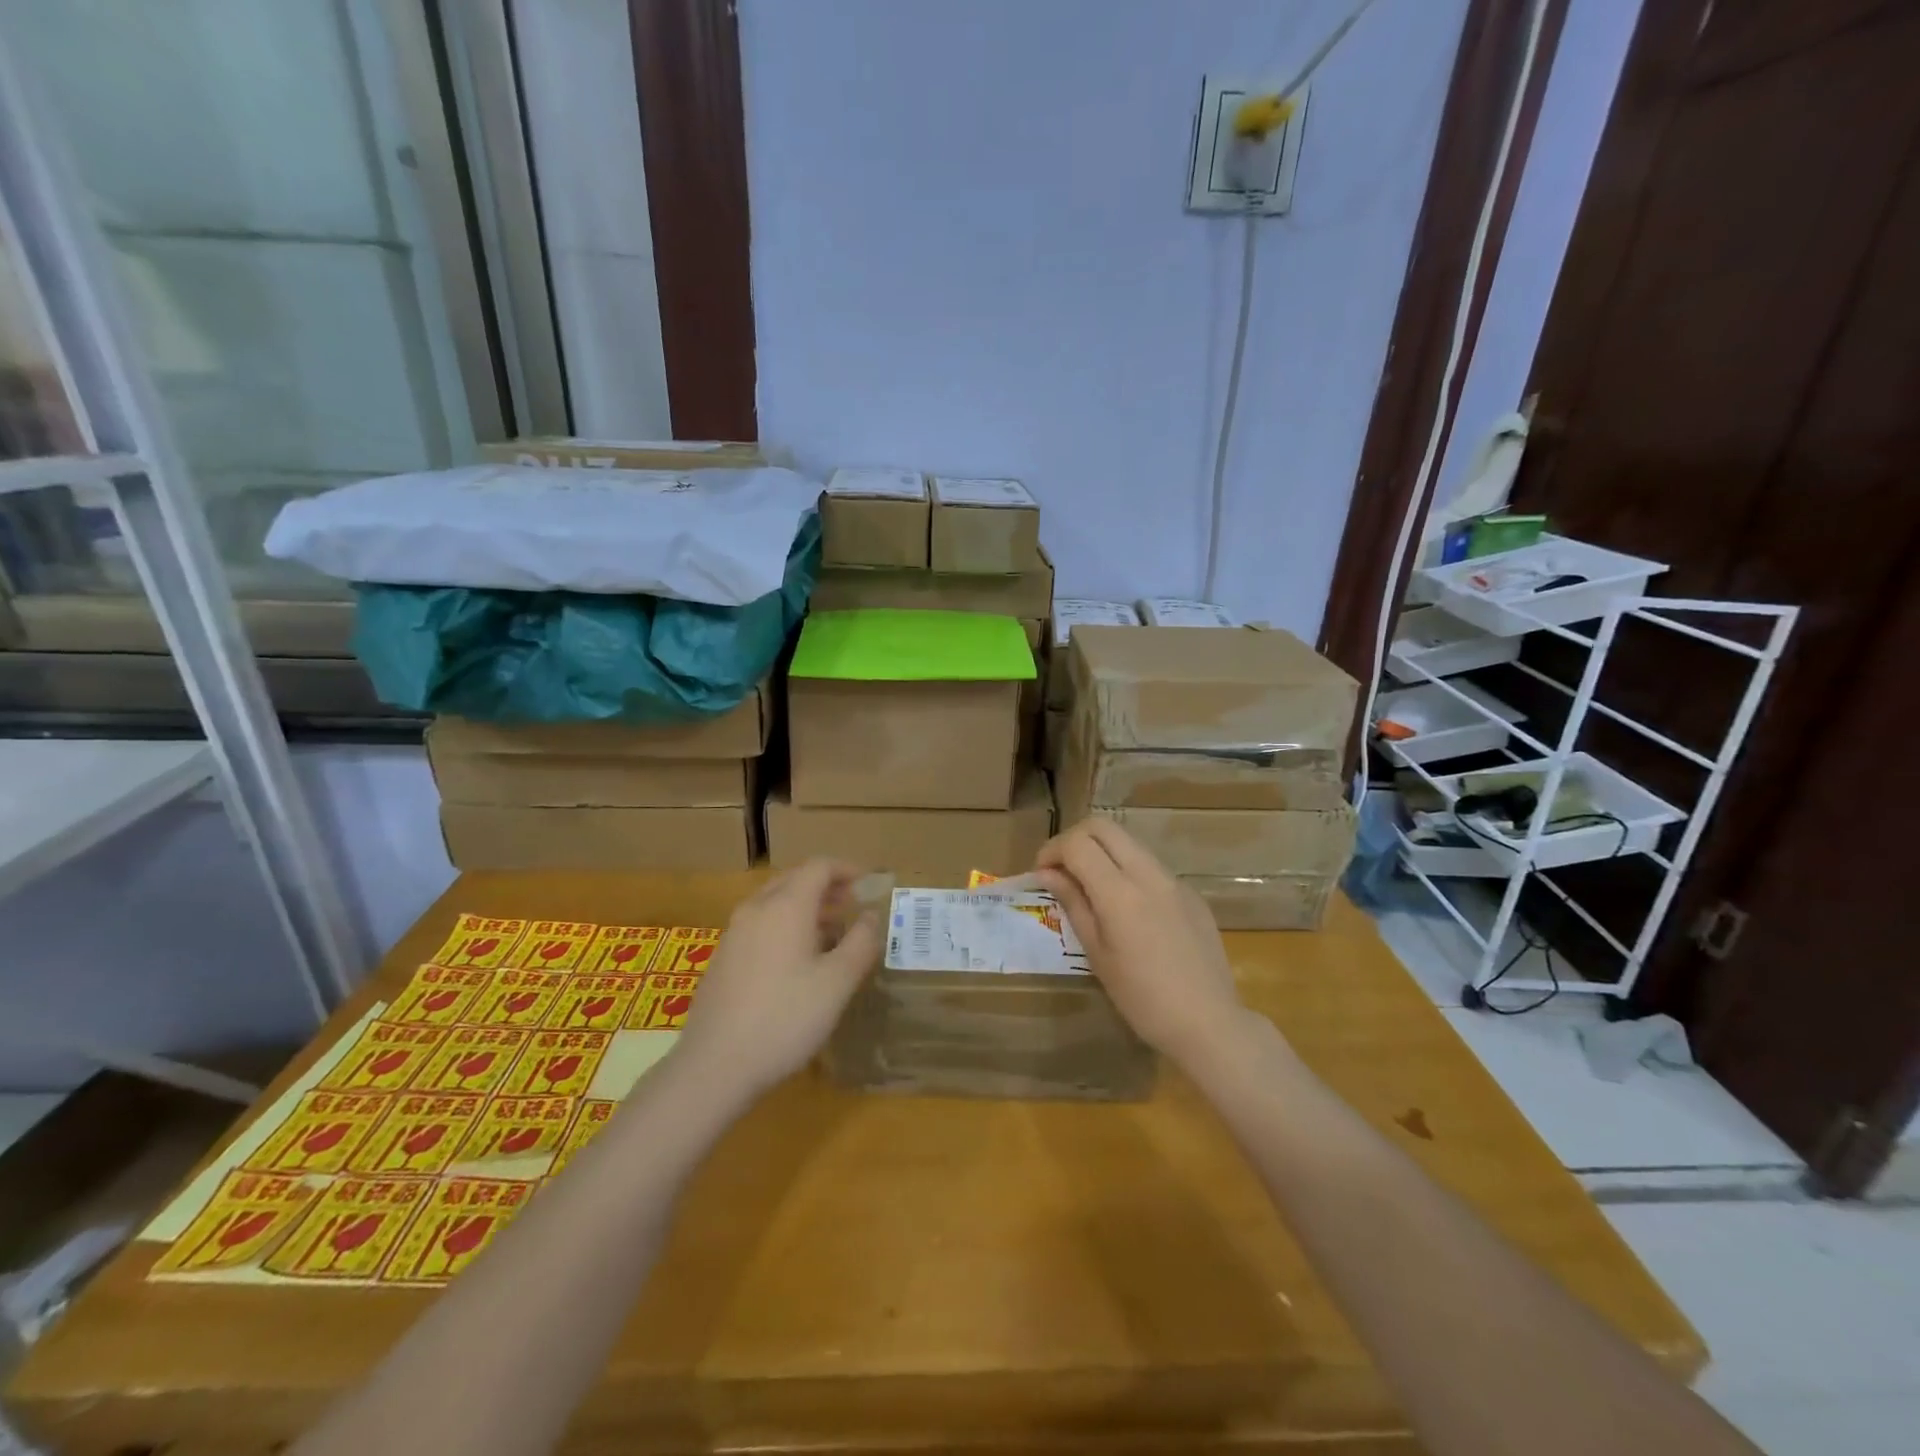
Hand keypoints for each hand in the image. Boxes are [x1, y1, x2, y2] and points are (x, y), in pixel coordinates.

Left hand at [675, 860, 880, 1098]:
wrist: (715, 1066)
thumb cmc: (785, 1018)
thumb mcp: (837, 983)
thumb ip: (860, 943)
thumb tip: (870, 916)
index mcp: (786, 906)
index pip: (819, 867)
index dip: (847, 869)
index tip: (869, 884)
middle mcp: (756, 909)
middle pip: (794, 879)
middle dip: (826, 886)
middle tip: (852, 906)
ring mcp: (734, 933)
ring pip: (774, 902)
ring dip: (805, 907)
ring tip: (830, 933)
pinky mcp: (722, 958)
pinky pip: (760, 924)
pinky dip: (784, 925)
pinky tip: (796, 961)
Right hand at [1036, 820, 1250, 1068]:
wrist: (1209, 1023)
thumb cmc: (1142, 999)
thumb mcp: (1097, 954)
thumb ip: (1074, 904)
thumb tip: (1048, 874)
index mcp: (1120, 893)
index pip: (1078, 843)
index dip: (1052, 851)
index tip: (1042, 874)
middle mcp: (1149, 874)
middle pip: (1104, 826)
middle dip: (1075, 839)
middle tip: (1061, 869)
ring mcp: (1174, 881)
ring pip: (1129, 843)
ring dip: (1102, 852)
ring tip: (1089, 887)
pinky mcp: (1191, 894)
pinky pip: (1151, 867)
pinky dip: (1128, 871)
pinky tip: (1126, 909)